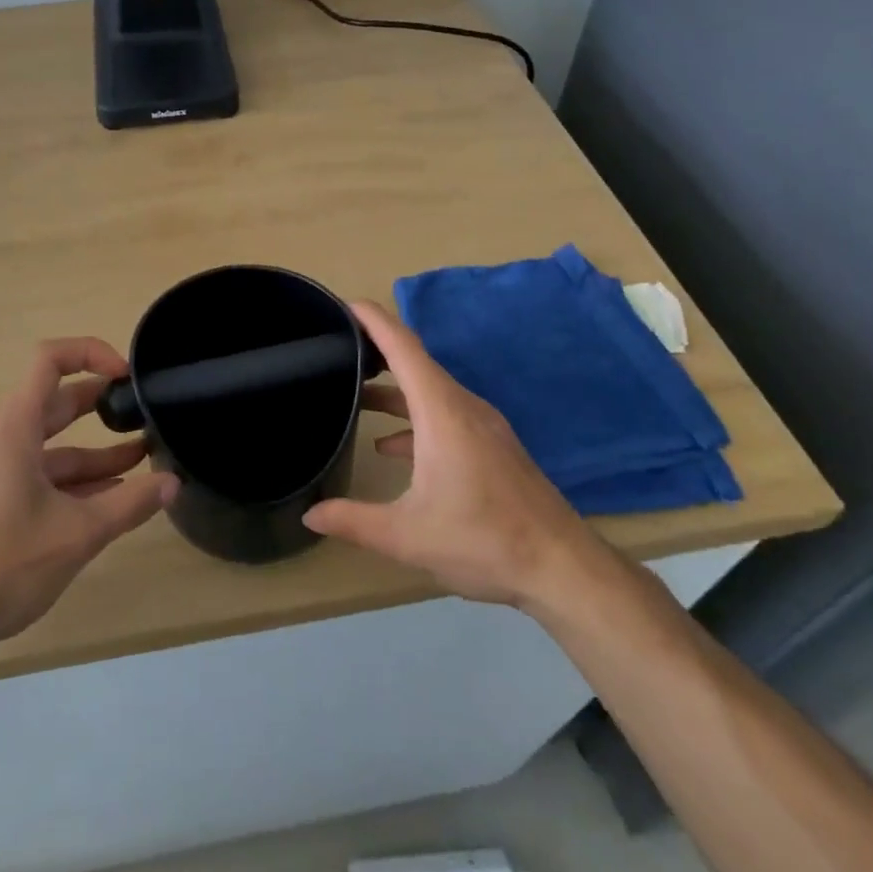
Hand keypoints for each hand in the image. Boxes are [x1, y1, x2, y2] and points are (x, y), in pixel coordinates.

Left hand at [0, 338, 177, 652]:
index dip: (92, 353)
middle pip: (53, 402)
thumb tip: (173, 483)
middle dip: (100, 406)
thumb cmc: (1, 565)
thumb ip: (130, 503)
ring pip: (47, 445)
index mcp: (12, 427)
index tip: (127, 375)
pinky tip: (106, 498)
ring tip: (139, 460)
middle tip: (141, 413)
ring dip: (91, 451)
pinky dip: (69, 479)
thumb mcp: (78, 533)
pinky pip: (34, 473)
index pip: (50, 359)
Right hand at [303, 301, 599, 605]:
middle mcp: (463, 405)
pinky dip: (414, 416)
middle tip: (335, 347)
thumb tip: (310, 513)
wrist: (562, 567)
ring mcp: (482, 424)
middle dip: (375, 349)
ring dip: (393, 387)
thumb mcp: (408, 536)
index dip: (372, 320)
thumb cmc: (483, 540)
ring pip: (429, 389)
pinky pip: (444, 412)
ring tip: (355, 393)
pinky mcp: (491, 444)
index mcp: (441, 411)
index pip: (402, 347)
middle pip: (415, 361)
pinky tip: (392, 446)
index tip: (342, 304)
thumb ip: (354, 521)